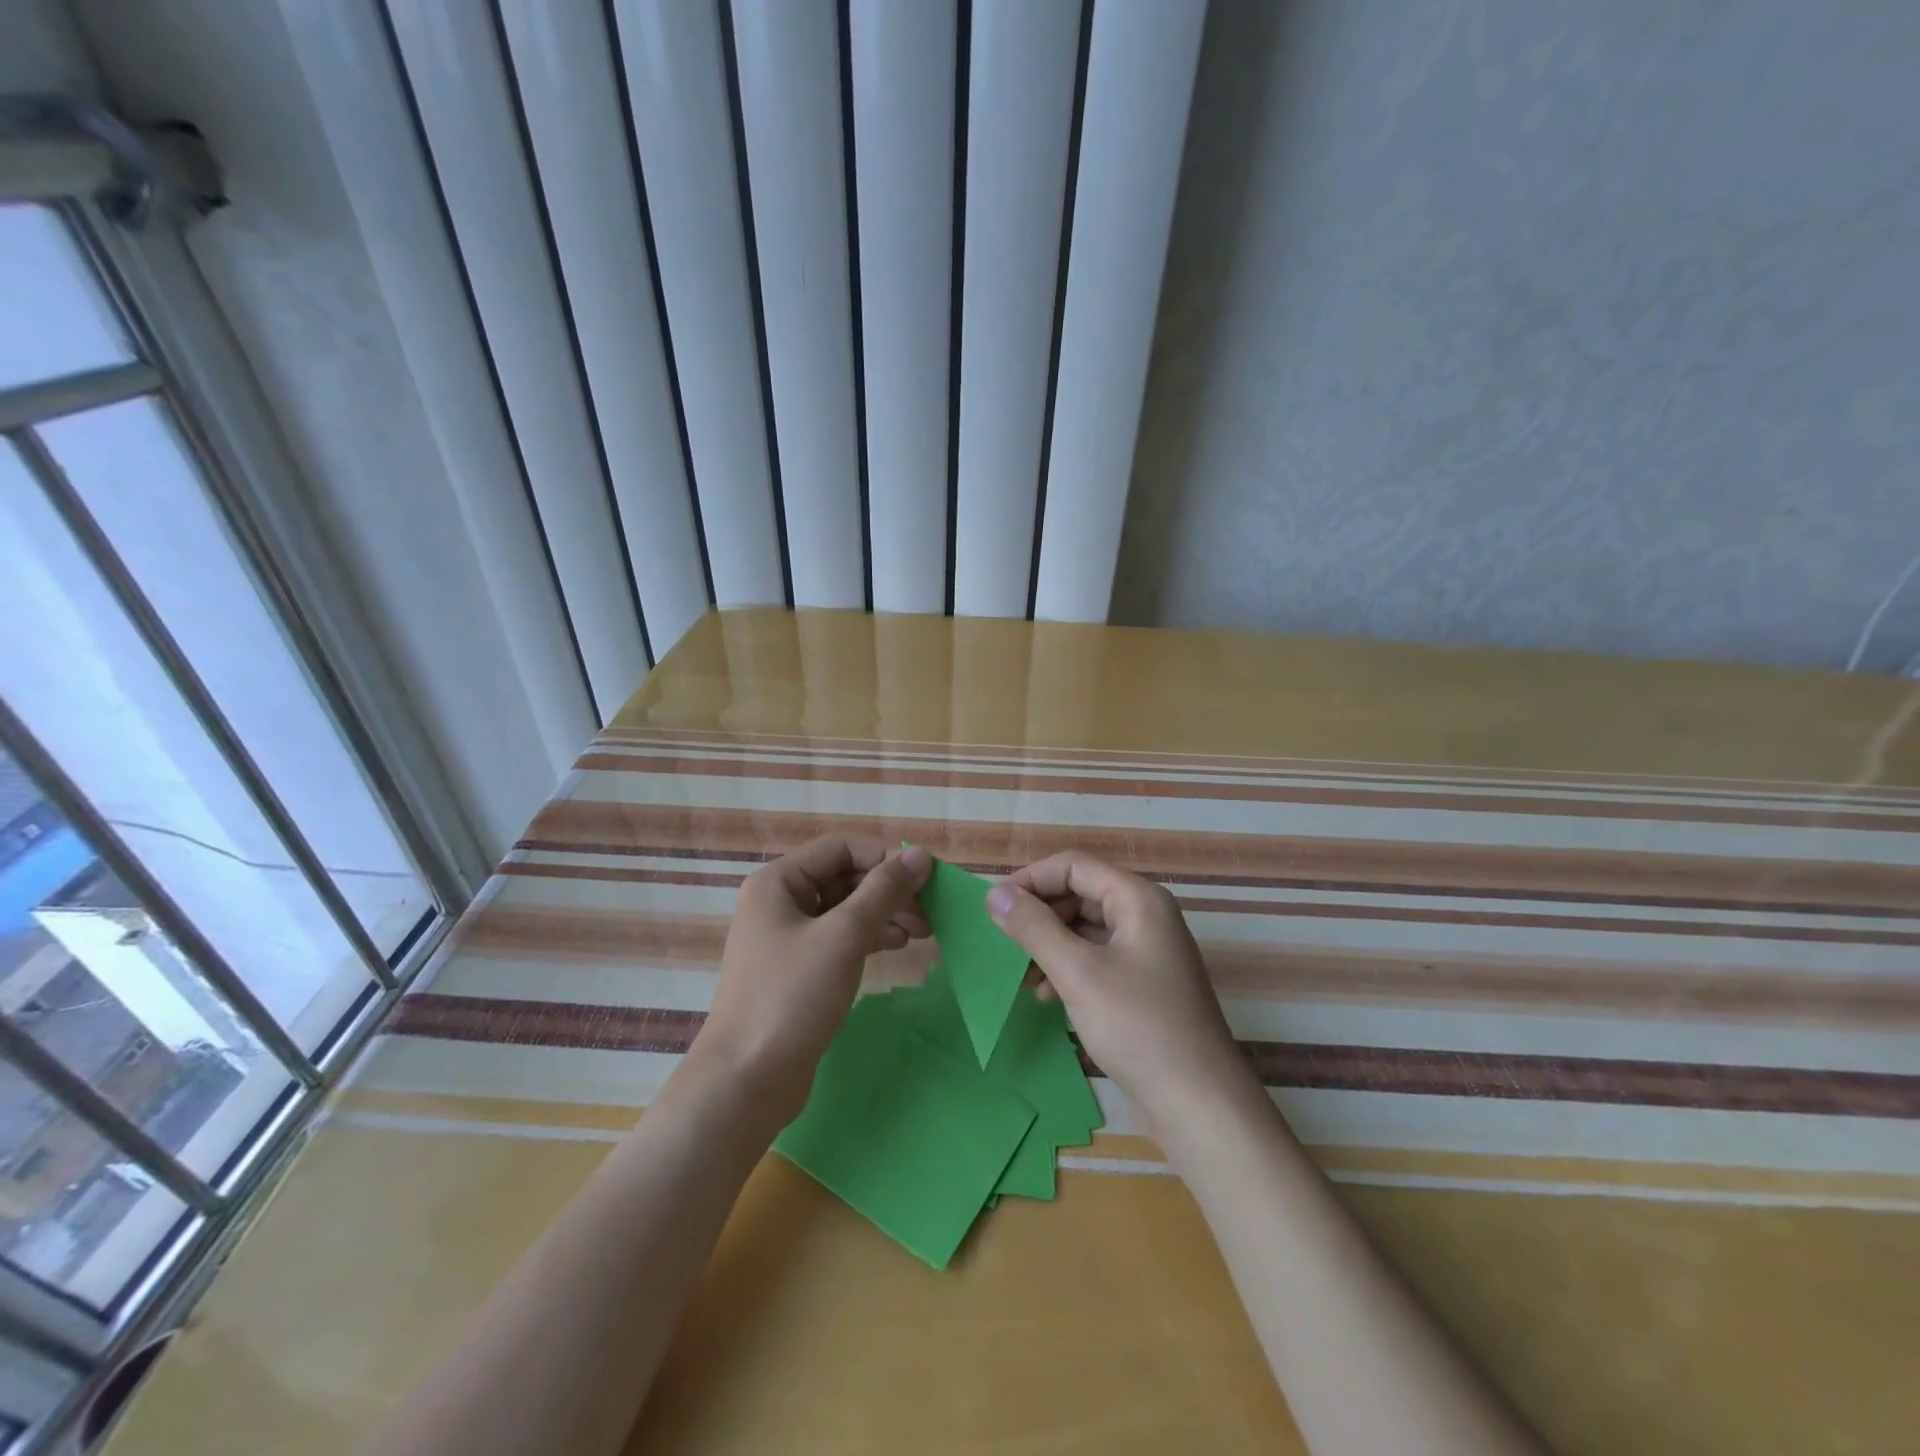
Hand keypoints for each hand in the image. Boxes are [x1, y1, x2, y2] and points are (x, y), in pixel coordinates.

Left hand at [691, 837, 932, 1125]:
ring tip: (923, 932)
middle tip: (931, 911)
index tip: (926, 881)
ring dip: (885, 914)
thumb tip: (920, 855)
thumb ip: (884, 890)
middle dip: (889, 890)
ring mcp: (787, 938)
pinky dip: (870, 937)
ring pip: (846, 910)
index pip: (842, 848)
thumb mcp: (844, 936)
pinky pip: (839, 938)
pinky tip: (897, 946)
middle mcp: (780, 902)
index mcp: (779, 881)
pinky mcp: (798, 970)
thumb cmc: (792, 996)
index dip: (885, 858)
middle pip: (844, 878)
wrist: (747, 1079)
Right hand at [986, 852, 1249, 1128]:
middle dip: (1039, 914)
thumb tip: (994, 894)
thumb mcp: (1078, 973)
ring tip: (1020, 975)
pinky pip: (1096, 957)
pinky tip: (1047, 996)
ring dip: (1049, 944)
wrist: (1199, 1104)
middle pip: (1080, 893)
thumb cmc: (1139, 1028)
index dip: (1031, 879)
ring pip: (1085, 927)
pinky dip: (1068, 968)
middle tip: (1002, 942)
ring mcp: (1146, 950)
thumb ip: (1034, 928)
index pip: (1074, 865)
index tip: (994, 907)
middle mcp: (1145, 915)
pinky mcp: (1142, 982)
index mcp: (1138, 899)